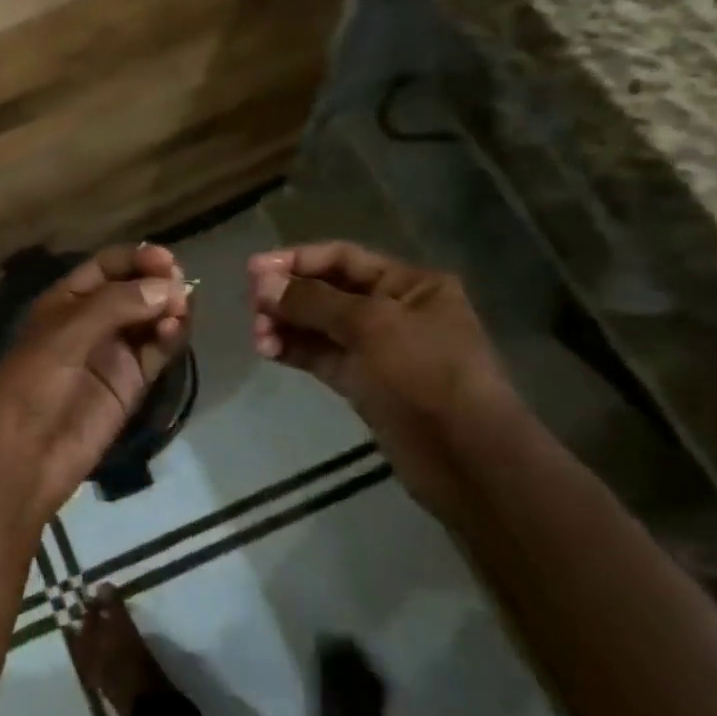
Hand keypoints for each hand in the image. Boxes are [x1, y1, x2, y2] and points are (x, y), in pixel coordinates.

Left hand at [0, 244, 189, 527]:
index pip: (108, 266)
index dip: (137, 259)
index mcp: (67, 299)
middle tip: (181, 285)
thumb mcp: (66, 333)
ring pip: (152, 319)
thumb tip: (170, 286)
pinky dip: (170, 337)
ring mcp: (114, 351)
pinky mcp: (132, 382)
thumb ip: (117, 304)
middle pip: (135, 289)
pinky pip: (157, 350)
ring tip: (180, 309)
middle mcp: (93, 320)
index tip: (167, 260)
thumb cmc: (34, 382)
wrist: (26, 454)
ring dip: (170, 309)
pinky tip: (174, 331)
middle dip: (159, 282)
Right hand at [247, 241, 513, 515]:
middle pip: (327, 291)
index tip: (252, 271)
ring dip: (286, 325)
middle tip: (253, 308)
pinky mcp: (364, 383)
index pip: (342, 258)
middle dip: (288, 296)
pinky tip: (268, 350)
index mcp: (409, 284)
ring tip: (258, 337)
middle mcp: (393, 310)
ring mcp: (378, 349)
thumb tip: (262, 282)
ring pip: (320, 326)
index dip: (296, 260)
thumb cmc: (425, 375)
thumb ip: (313, 301)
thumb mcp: (370, 325)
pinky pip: (322, 356)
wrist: (465, 458)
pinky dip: (295, 350)